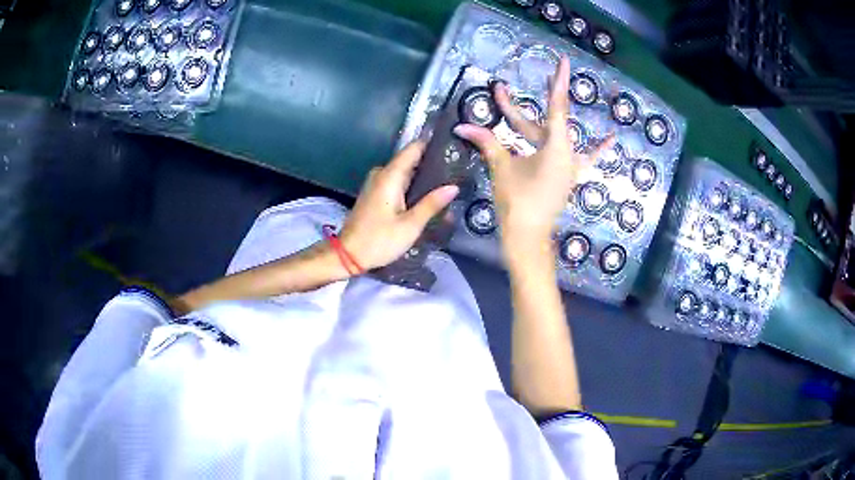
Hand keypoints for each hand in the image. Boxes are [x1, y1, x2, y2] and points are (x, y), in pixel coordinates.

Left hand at [340, 142, 459, 270]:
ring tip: (448, 185)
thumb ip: (431, 203)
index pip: (414, 148)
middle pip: (411, 160)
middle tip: (457, 172)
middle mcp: (382, 173)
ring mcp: (377, 183)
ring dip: (423, 178)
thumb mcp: (410, 225)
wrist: (348, 255)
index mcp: (390, 175)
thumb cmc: (379, 240)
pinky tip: (427, 197)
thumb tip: (453, 187)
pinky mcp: (375, 193)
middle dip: (432, 165)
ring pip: (405, 172)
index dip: (433, 146)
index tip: (453, 148)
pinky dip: (412, 187)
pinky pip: (397, 182)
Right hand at [454, 56, 612, 247]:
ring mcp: (570, 165)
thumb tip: (462, 126)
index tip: (563, 61)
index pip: (557, 108)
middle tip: (521, 80)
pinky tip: (612, 139)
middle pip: (548, 120)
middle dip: (530, 101)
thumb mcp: (501, 168)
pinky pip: (584, 157)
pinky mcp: (567, 175)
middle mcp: (568, 153)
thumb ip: (487, 142)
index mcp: (556, 148)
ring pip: (555, 134)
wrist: (527, 236)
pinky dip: (598, 148)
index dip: (558, 83)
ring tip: (554, 86)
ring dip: (550, 114)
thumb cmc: (517, 202)